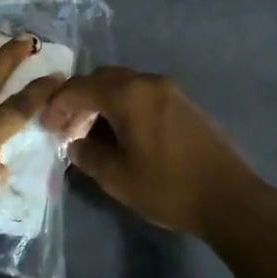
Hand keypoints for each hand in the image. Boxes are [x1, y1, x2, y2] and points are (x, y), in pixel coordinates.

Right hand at [44, 67, 273, 238]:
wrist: (230, 198)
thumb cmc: (168, 188)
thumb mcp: (117, 178)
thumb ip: (88, 155)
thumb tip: (75, 143)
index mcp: (128, 95)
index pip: (80, 88)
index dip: (57, 105)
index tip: (46, 126)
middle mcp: (148, 82)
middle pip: (102, 79)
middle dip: (79, 99)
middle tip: (66, 127)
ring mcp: (170, 90)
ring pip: (124, 85)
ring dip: (102, 102)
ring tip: (91, 133)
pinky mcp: (185, 103)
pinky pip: (143, 94)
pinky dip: (124, 106)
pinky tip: (121, 134)